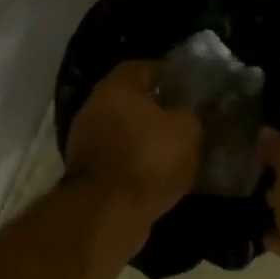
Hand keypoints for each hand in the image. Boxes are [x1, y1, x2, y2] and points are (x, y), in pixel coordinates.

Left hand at [63, 61, 201, 240]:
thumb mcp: (187, 130)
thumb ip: (193, 113)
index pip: (145, 67)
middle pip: (132, 100)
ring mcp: (86, 141)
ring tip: (178, 150)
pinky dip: (138, 163)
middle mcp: (95, 107)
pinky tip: (161, 175)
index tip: (192, 89)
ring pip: (125, 131)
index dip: (171, 75)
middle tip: (189, 120)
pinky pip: (120, 159)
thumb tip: (192, 111)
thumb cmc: (149, 159)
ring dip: (148, 139)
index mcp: (116, 86)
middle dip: (159, 109)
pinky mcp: (89, 172)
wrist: (108, 211)